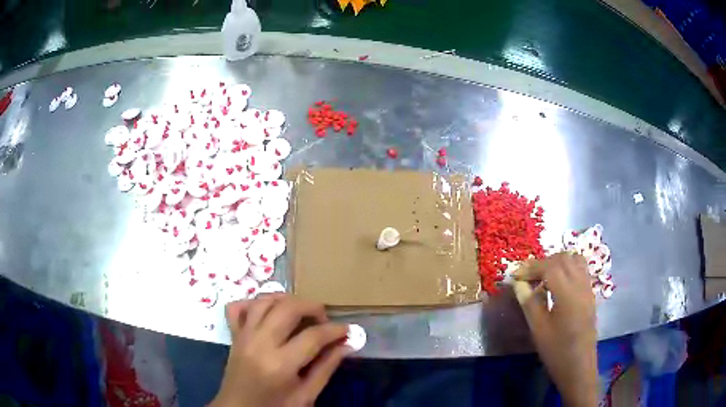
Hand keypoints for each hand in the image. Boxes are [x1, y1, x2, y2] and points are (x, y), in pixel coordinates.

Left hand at [210, 295, 350, 406]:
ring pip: (264, 300)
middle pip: (288, 308)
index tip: (347, 330)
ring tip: (301, 312)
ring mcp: (243, 336)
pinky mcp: (233, 335)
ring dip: (286, 299)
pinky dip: (254, 302)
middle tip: (324, 319)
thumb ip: (326, 368)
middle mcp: (260, 343)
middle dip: (312, 307)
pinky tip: (268, 311)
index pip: (313, 336)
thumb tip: (346, 345)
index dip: (335, 330)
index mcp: (280, 364)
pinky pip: (238, 307)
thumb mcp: (306, 396)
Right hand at [513, 253, 598, 406]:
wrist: (578, 366)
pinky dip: (568, 269)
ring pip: (574, 260)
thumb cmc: (556, 350)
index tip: (515, 276)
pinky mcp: (590, 294)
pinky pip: (581, 270)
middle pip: (563, 258)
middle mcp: (581, 284)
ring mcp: (588, 288)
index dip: (530, 267)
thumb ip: (529, 302)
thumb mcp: (538, 329)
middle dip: (543, 263)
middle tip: (527, 277)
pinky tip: (557, 285)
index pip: (549, 267)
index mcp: (568, 293)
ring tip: (543, 278)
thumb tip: (518, 283)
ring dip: (557, 263)